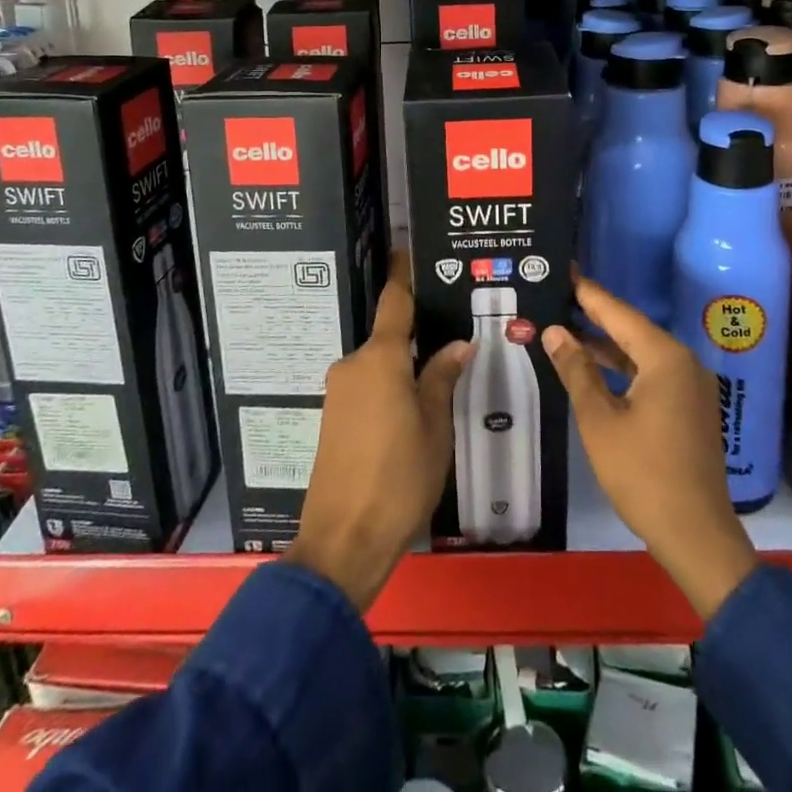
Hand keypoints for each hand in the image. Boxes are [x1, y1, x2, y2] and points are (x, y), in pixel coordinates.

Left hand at [285, 262, 472, 611]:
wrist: (343, 541)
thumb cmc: (399, 479)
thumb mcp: (435, 428)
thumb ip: (443, 378)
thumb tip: (459, 343)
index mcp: (380, 359)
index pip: (395, 302)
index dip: (404, 274)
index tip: (410, 250)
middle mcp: (353, 365)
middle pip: (389, 338)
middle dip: (416, 337)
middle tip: (453, 339)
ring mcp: (338, 393)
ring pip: (379, 366)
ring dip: (403, 369)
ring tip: (439, 380)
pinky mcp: (332, 419)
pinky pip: (366, 389)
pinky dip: (388, 390)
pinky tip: (411, 412)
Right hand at [543, 276, 759, 620]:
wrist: (697, 536)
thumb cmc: (643, 474)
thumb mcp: (599, 420)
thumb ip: (577, 370)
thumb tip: (555, 331)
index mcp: (664, 357)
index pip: (618, 312)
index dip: (587, 292)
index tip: (563, 268)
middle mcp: (683, 362)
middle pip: (631, 328)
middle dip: (594, 315)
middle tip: (557, 295)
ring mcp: (691, 386)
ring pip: (641, 352)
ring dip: (606, 344)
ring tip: (566, 328)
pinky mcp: (691, 408)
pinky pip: (652, 372)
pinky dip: (623, 367)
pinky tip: (595, 369)